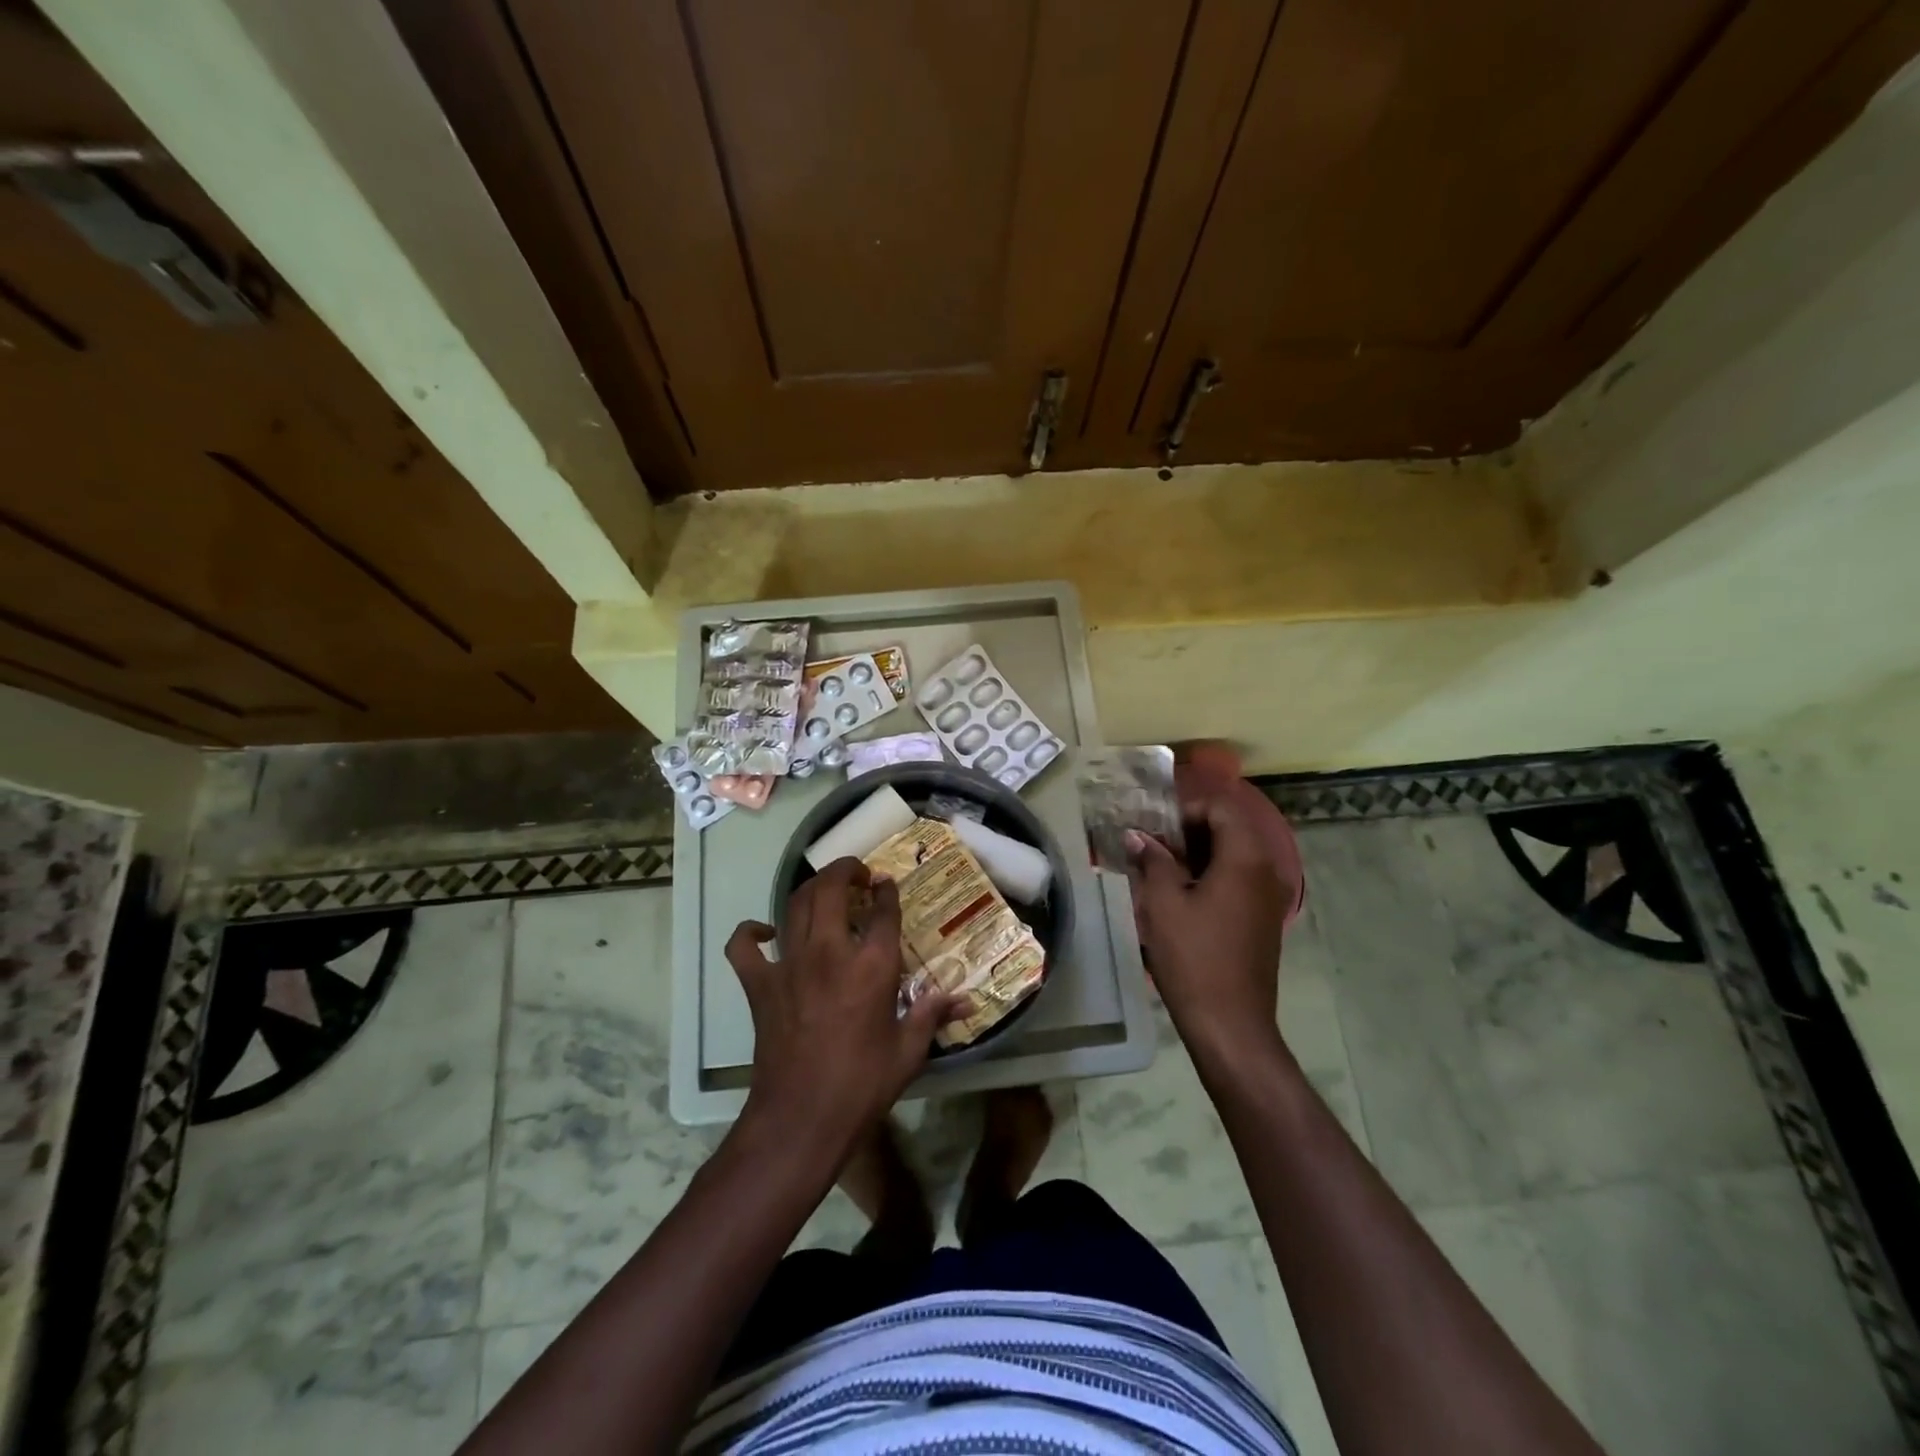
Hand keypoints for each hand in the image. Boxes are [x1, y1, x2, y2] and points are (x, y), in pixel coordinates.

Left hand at [727, 858, 954, 1153]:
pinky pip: (744, 946)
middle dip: (846, 871)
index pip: (883, 910)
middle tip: (858, 875)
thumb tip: (965, 1001)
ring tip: (826, 891)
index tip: (887, 885)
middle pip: (832, 889)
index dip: (887, 892)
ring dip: (812, 889)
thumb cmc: (862, 1085)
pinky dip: (750, 933)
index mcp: (872, 966)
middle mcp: (830, 951)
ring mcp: (789, 964)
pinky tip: (765, 932)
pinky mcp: (759, 985)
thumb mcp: (908, 1051)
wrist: (801, 1119)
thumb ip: (932, 1015)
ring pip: (795, 905)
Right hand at [1127, 769, 1290, 1064]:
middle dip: (1189, 831)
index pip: (1221, 808)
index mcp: (1245, 858)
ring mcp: (1269, 896)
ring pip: (1234, 855)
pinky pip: (1239, 880)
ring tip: (1161, 870)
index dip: (1185, 810)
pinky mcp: (1263, 919)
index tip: (1154, 828)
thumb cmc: (1193, 957)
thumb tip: (1137, 835)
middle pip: (1230, 828)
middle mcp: (1266, 870)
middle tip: (1152, 846)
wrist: (1230, 1024)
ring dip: (1199, 854)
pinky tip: (1182, 896)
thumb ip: (1152, 861)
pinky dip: (1212, 876)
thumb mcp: (1163, 904)